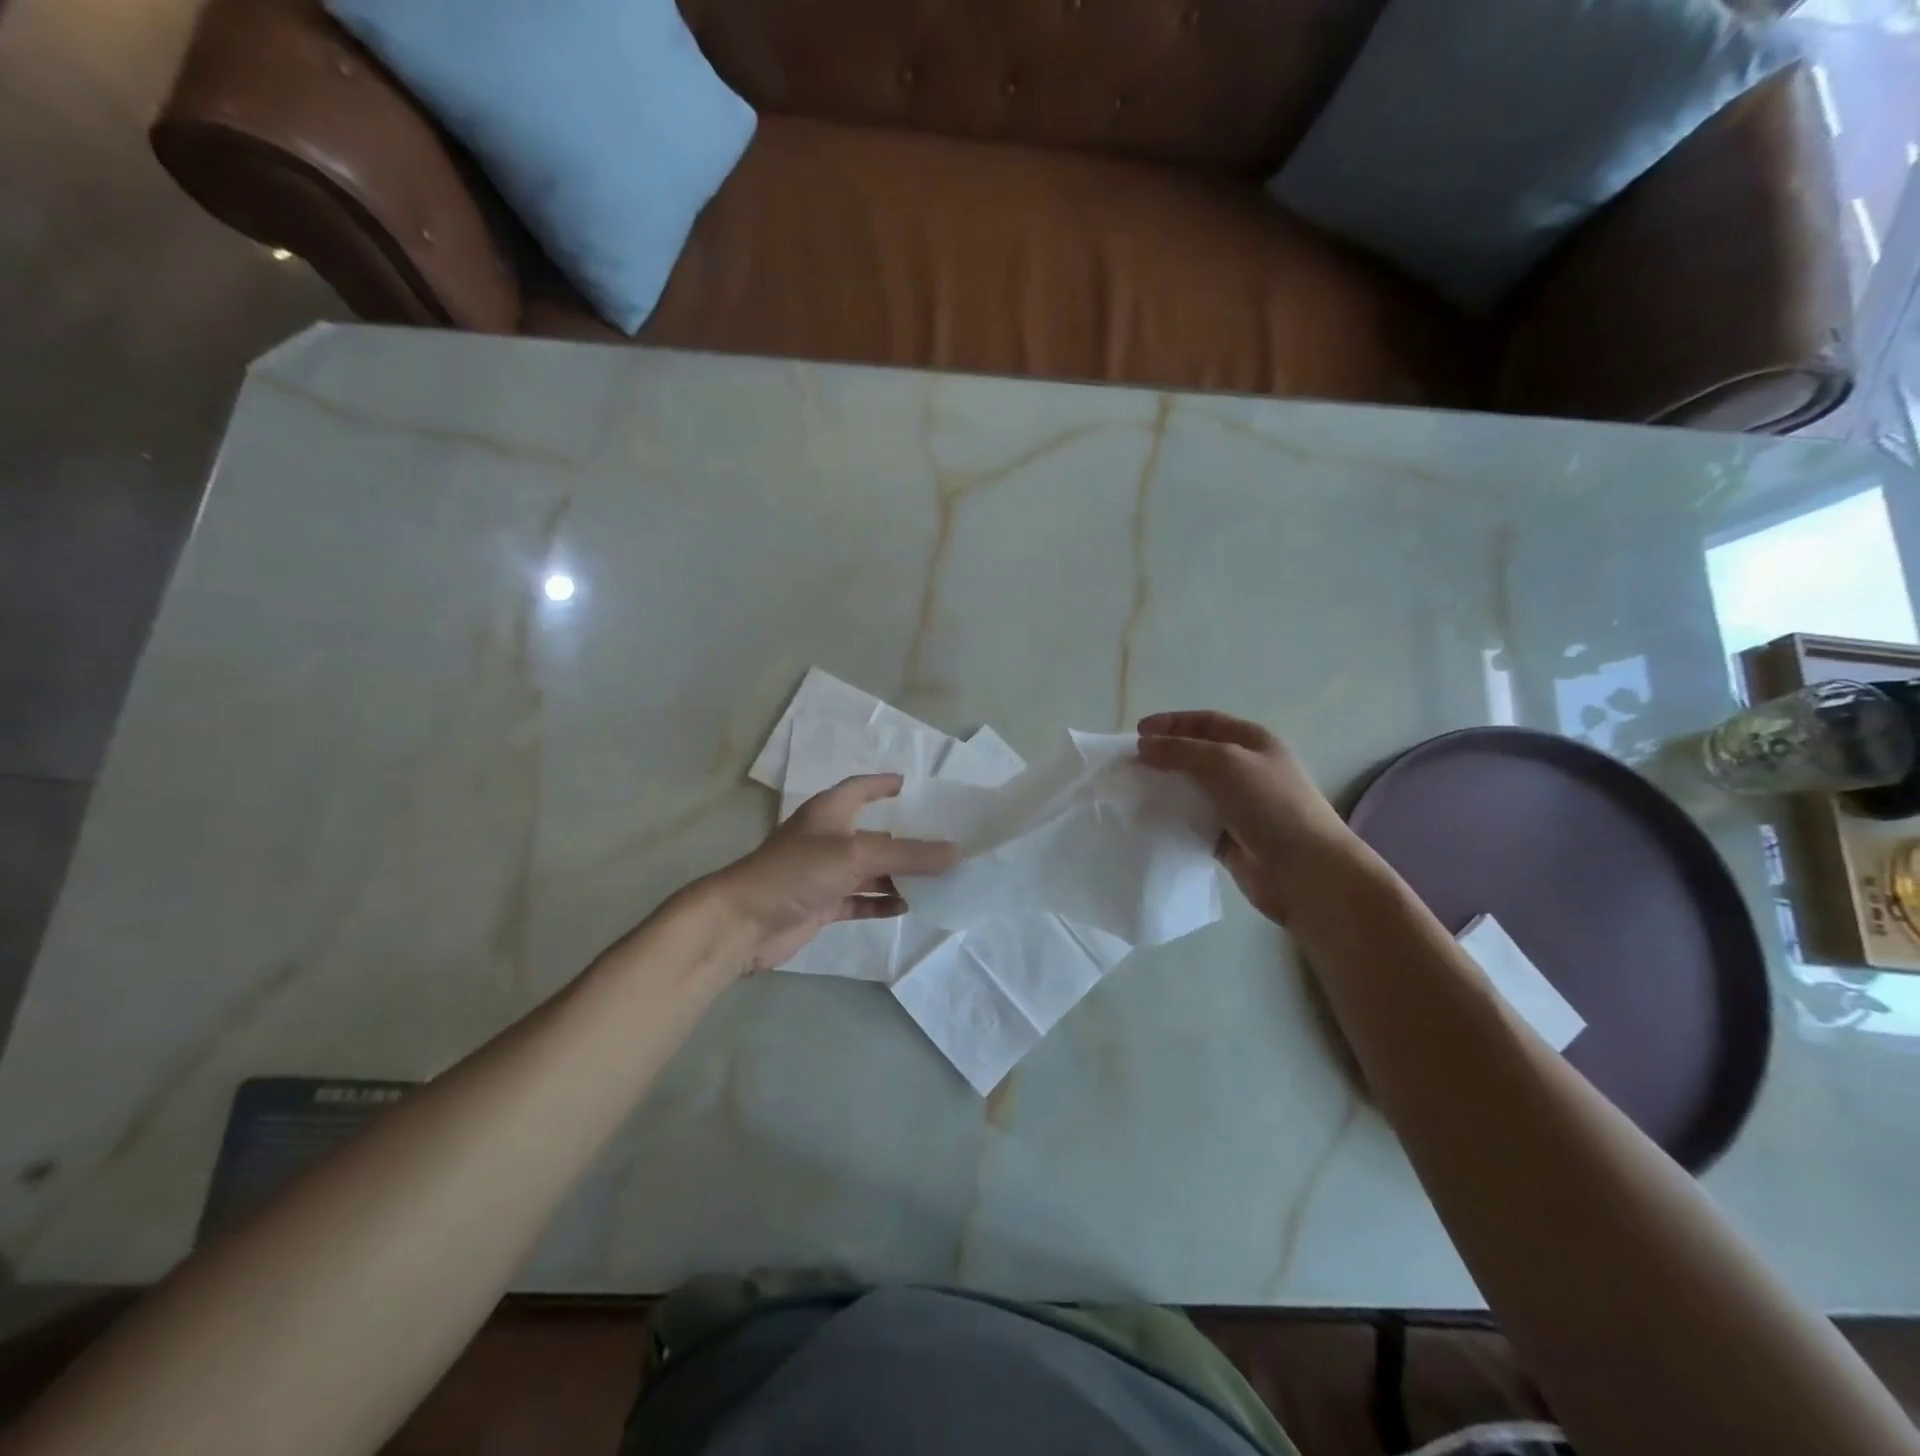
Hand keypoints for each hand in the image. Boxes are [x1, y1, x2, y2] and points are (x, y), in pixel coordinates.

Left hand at [708, 774, 957, 970]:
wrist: (745, 921)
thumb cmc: (798, 871)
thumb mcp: (857, 855)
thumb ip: (908, 855)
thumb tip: (956, 852)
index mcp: (830, 812)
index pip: (861, 788)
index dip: (885, 784)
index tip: (912, 785)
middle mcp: (827, 838)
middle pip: (873, 834)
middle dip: (904, 839)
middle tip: (942, 842)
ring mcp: (823, 874)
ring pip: (869, 870)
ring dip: (897, 875)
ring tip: (936, 878)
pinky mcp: (821, 905)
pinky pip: (859, 900)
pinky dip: (880, 902)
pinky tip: (907, 907)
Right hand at [1137, 711, 1358, 924]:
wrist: (1304, 871)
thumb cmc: (1269, 804)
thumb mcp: (1225, 763)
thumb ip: (1181, 750)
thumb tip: (1144, 745)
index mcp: (1254, 743)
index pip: (1207, 722)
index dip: (1172, 723)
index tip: (1138, 734)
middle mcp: (1247, 770)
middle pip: (1197, 755)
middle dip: (1165, 756)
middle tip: (1132, 765)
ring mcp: (1238, 806)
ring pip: (1193, 789)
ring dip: (1166, 788)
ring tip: (1134, 792)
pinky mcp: (1228, 838)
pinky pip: (1193, 821)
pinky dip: (1173, 819)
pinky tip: (1150, 821)